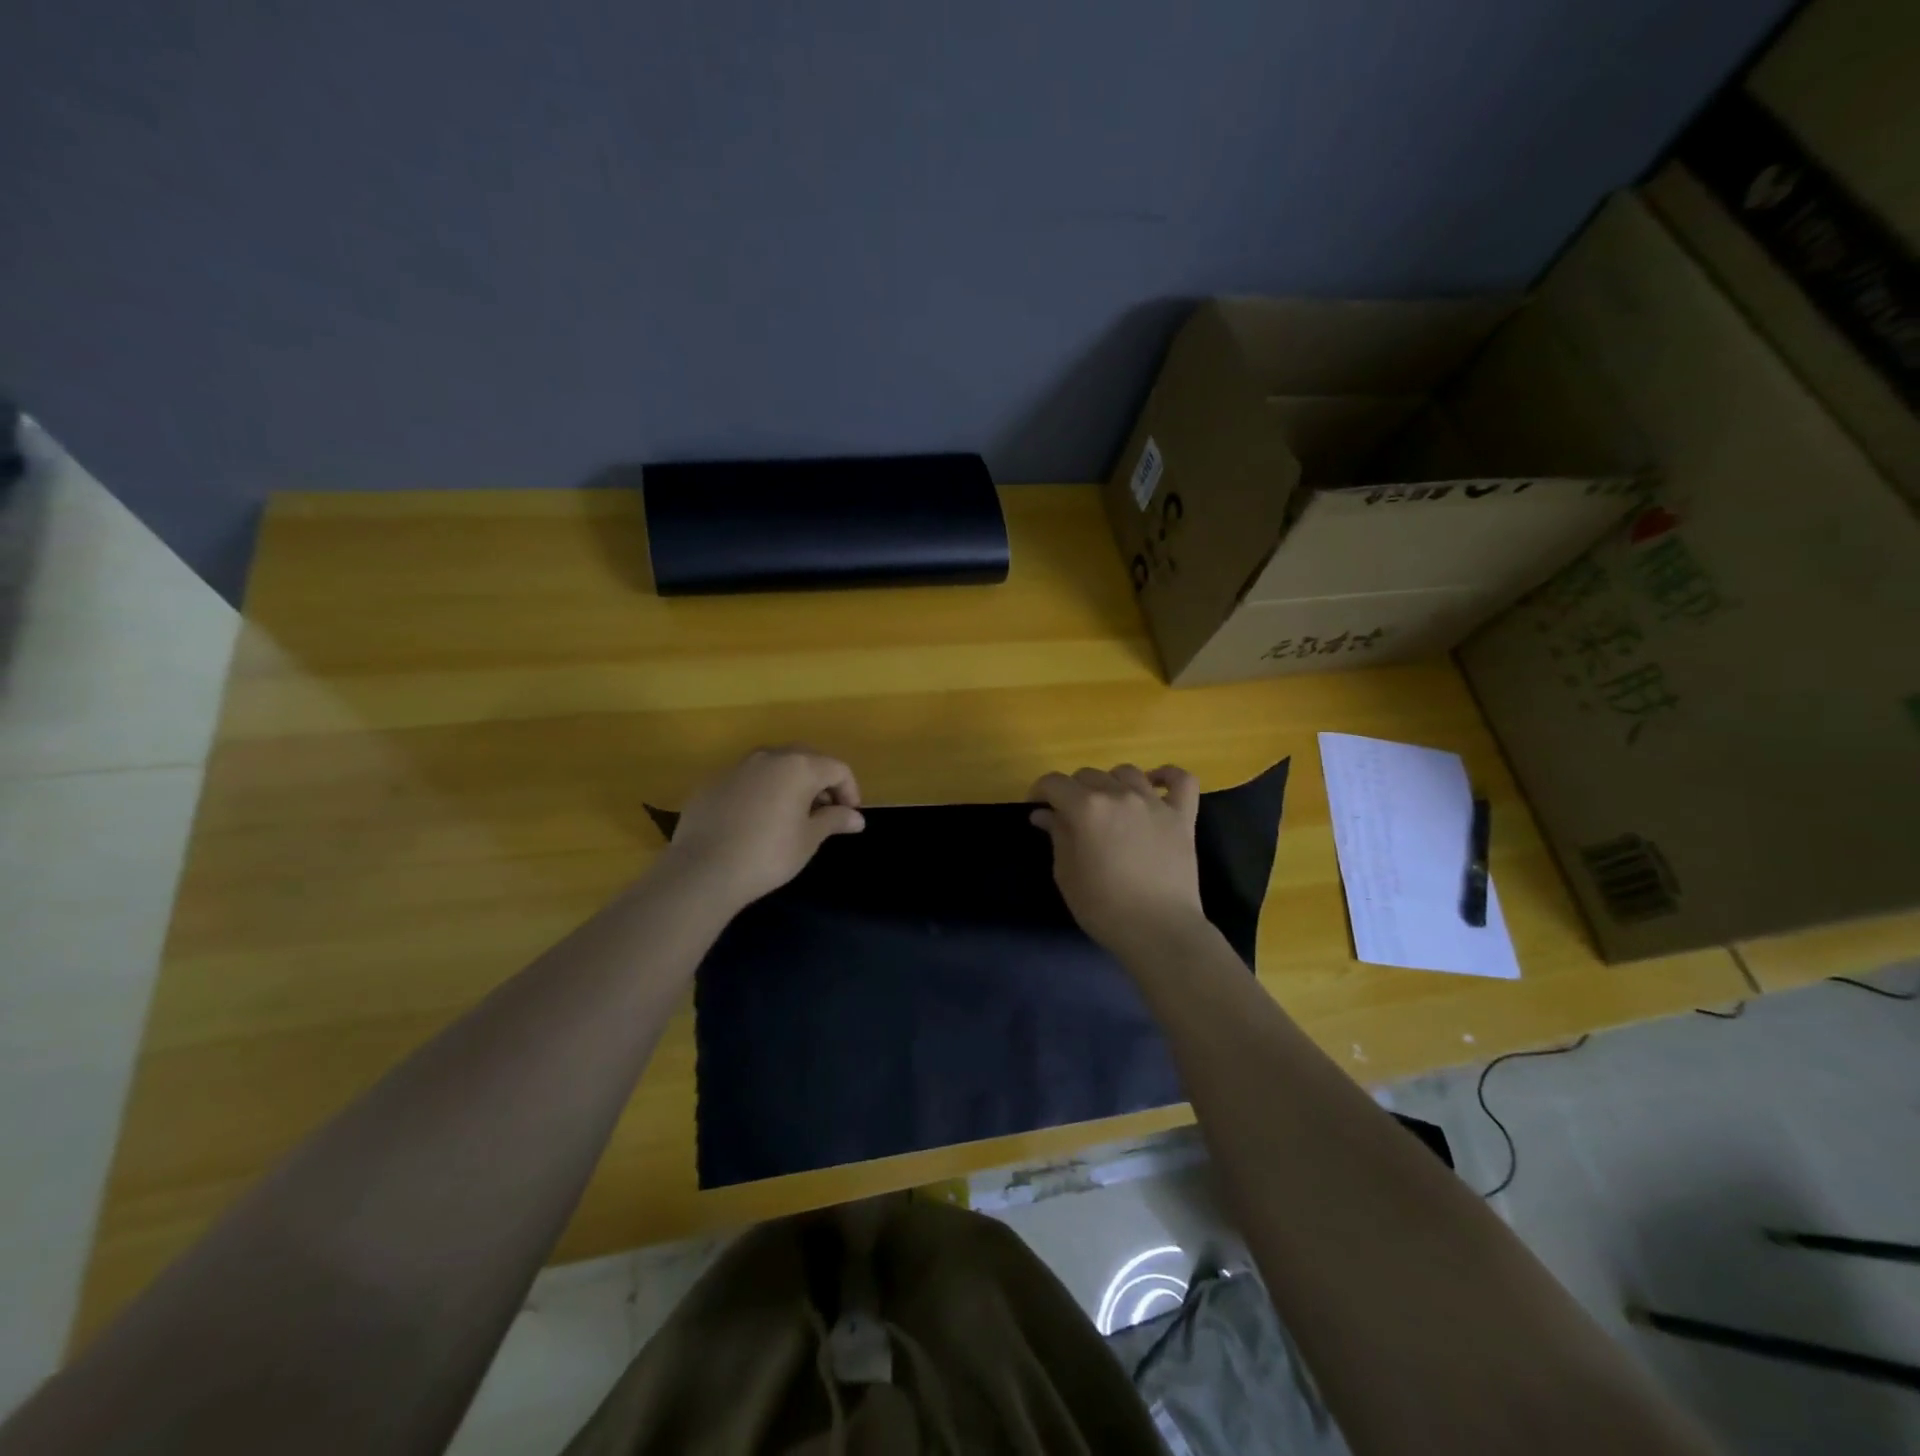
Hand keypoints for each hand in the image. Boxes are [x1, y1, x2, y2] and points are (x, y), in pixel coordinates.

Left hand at [662, 747, 864, 909]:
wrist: (703, 870)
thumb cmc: (768, 854)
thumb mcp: (809, 840)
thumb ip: (834, 821)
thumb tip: (856, 818)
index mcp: (798, 766)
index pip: (837, 768)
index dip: (850, 790)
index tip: (849, 816)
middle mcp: (768, 757)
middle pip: (805, 758)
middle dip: (820, 781)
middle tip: (824, 811)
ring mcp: (737, 767)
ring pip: (774, 765)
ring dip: (790, 782)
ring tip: (791, 813)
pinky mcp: (712, 782)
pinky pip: (747, 779)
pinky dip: (761, 790)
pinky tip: (756, 819)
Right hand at [1028, 764, 1205, 953]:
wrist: (1159, 930)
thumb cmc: (1104, 908)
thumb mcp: (1067, 874)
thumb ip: (1057, 836)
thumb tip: (1045, 813)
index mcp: (1086, 808)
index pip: (1054, 782)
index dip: (1039, 791)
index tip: (1036, 808)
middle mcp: (1119, 795)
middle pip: (1088, 774)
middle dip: (1072, 790)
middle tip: (1070, 816)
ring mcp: (1154, 803)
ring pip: (1126, 772)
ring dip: (1110, 783)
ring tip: (1108, 805)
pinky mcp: (1182, 816)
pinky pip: (1181, 780)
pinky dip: (1167, 776)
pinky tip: (1155, 785)